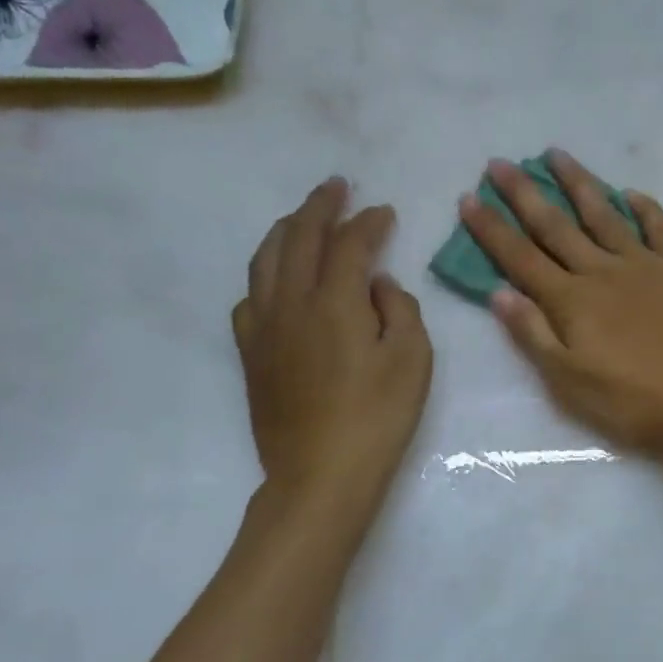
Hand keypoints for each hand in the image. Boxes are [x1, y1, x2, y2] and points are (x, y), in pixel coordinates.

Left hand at [234, 179, 432, 513]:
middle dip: (319, 207)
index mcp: (334, 302)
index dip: (368, 222)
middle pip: (299, 238)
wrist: (320, 474)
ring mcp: (264, 327)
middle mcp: (291, 303)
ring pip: (266, 260)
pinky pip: (250, 297)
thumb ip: (399, 309)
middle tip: (337, 187)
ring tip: (303, 218)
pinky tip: (277, 279)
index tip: (384, 211)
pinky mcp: (251, 353)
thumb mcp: (412, 360)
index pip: (349, 244)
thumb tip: (376, 284)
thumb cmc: (378, 417)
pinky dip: (266, 273)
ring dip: (287, 230)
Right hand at [460, 151, 662, 452]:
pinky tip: (632, 193)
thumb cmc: (631, 400)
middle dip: (524, 193)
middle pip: (555, 226)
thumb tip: (498, 292)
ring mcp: (644, 264)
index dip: (492, 229)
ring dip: (578, 184)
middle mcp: (602, 271)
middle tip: (500, 162)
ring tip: (557, 154)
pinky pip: (659, 228)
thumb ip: (533, 334)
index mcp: (571, 300)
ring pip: (603, 215)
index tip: (469, 198)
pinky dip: (644, 208)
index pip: (520, 257)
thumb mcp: (568, 380)